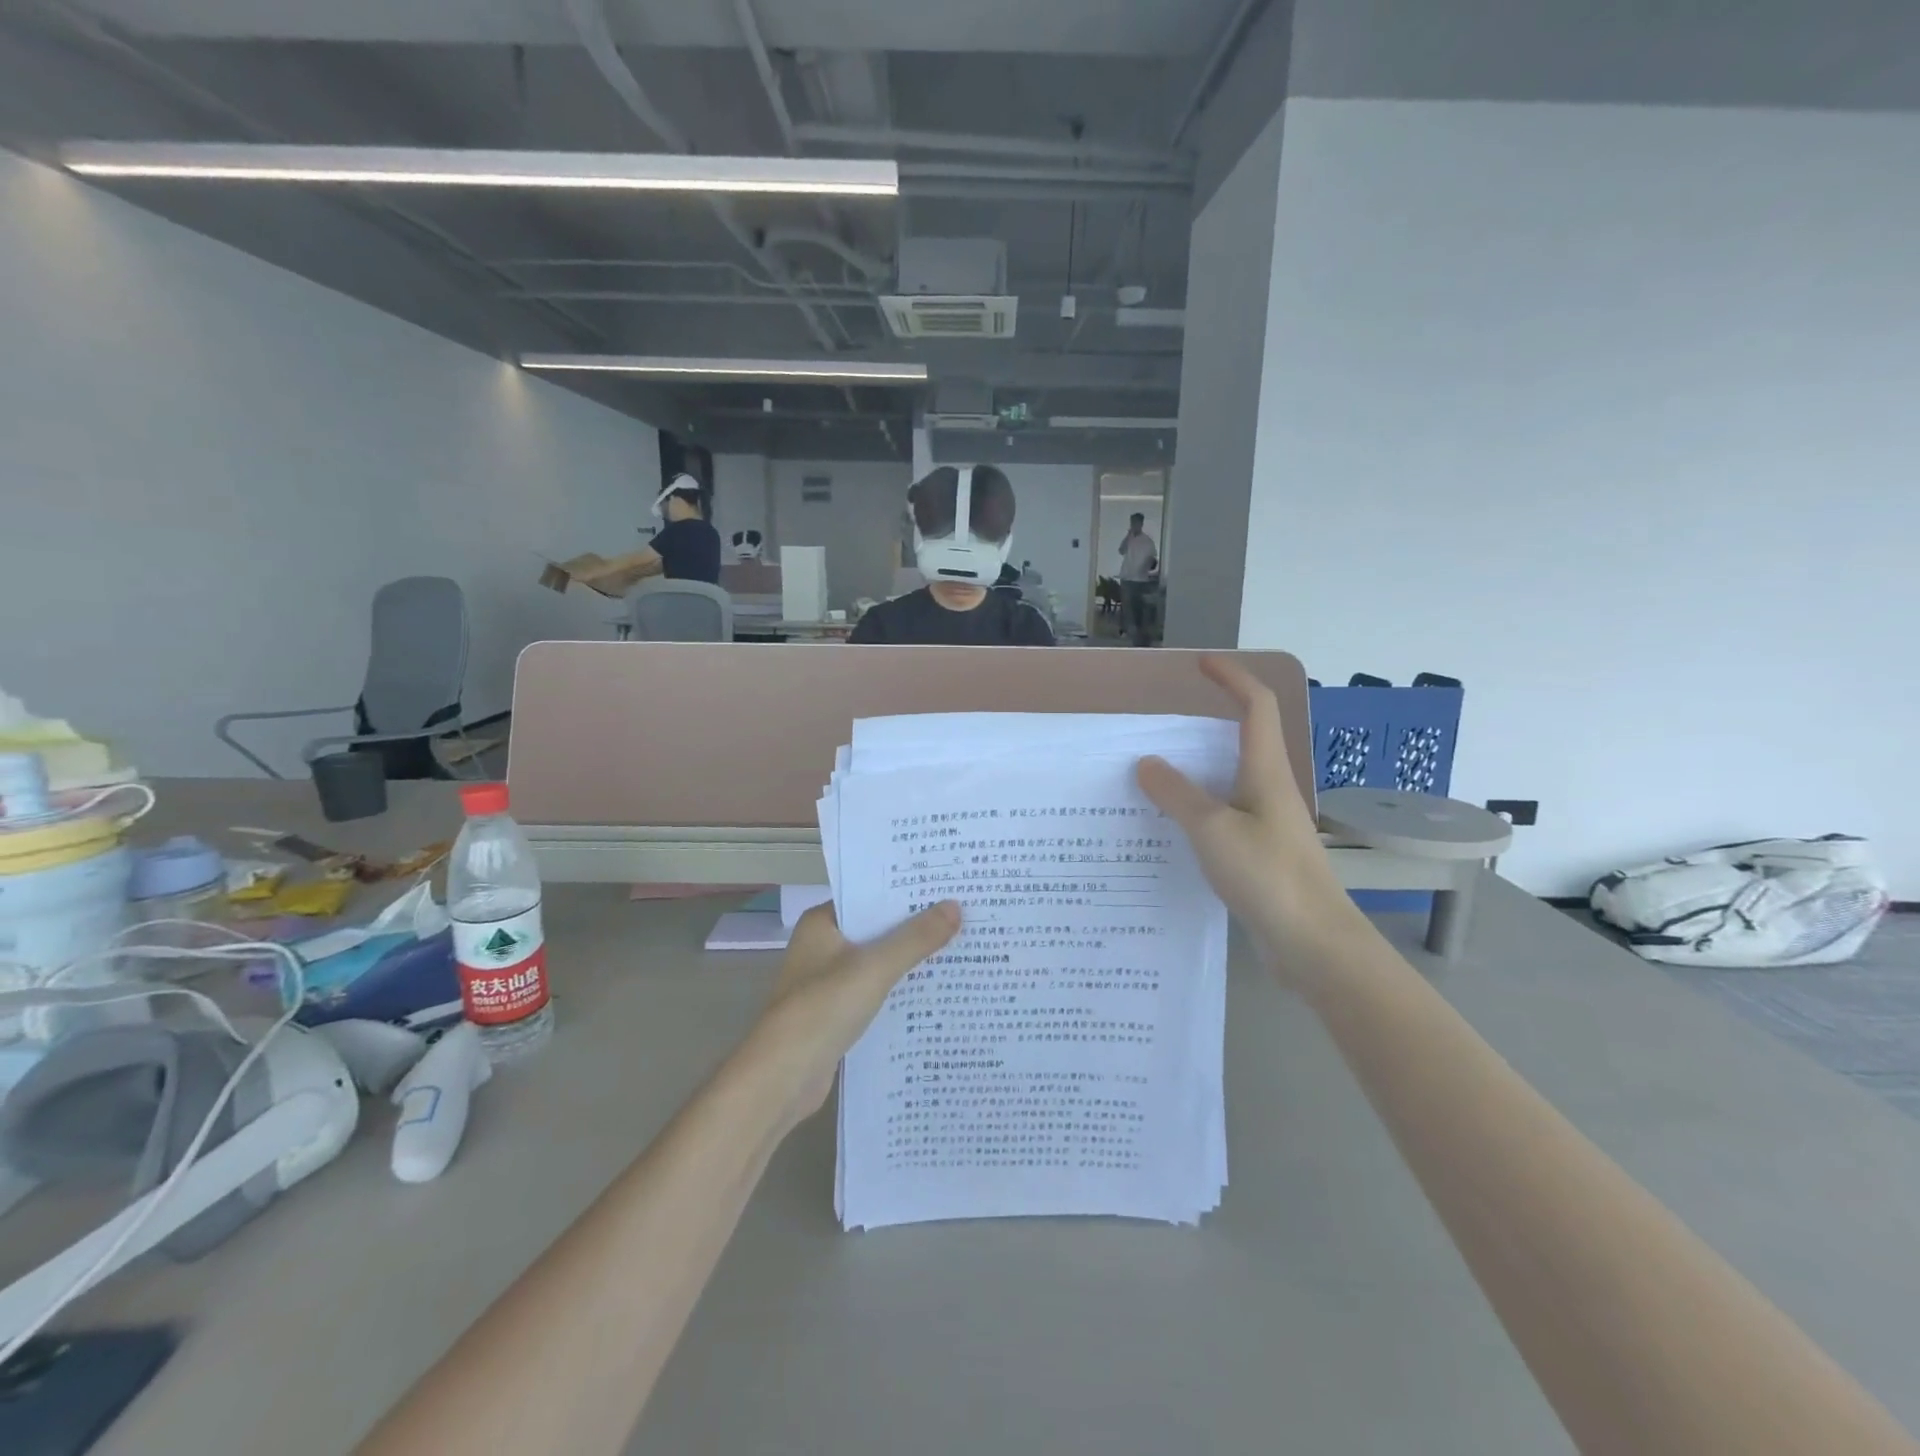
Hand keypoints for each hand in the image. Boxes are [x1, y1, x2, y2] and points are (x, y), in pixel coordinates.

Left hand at [745, 901, 960, 1131]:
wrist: (782, 1077)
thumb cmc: (823, 1008)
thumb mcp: (875, 967)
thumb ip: (916, 938)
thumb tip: (955, 906)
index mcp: (822, 923)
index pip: (869, 895)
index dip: (905, 891)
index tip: (945, 886)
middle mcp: (822, 946)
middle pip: (876, 927)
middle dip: (914, 925)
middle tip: (962, 914)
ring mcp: (827, 981)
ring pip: (877, 961)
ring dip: (909, 958)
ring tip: (957, 947)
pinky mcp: (836, 1013)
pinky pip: (875, 990)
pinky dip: (898, 989)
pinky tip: (933, 990)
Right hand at [1136, 656, 1362, 982]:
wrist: (1314, 944)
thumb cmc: (1268, 876)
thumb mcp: (1213, 830)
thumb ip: (1177, 794)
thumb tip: (1147, 763)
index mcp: (1266, 772)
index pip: (1256, 706)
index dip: (1232, 679)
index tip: (1201, 665)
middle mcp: (1271, 790)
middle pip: (1242, 741)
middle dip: (1204, 727)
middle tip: (1158, 733)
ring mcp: (1269, 824)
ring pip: (1229, 782)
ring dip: (1195, 773)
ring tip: (1151, 780)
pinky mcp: (1262, 854)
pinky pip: (1224, 816)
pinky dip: (1197, 810)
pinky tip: (1171, 829)